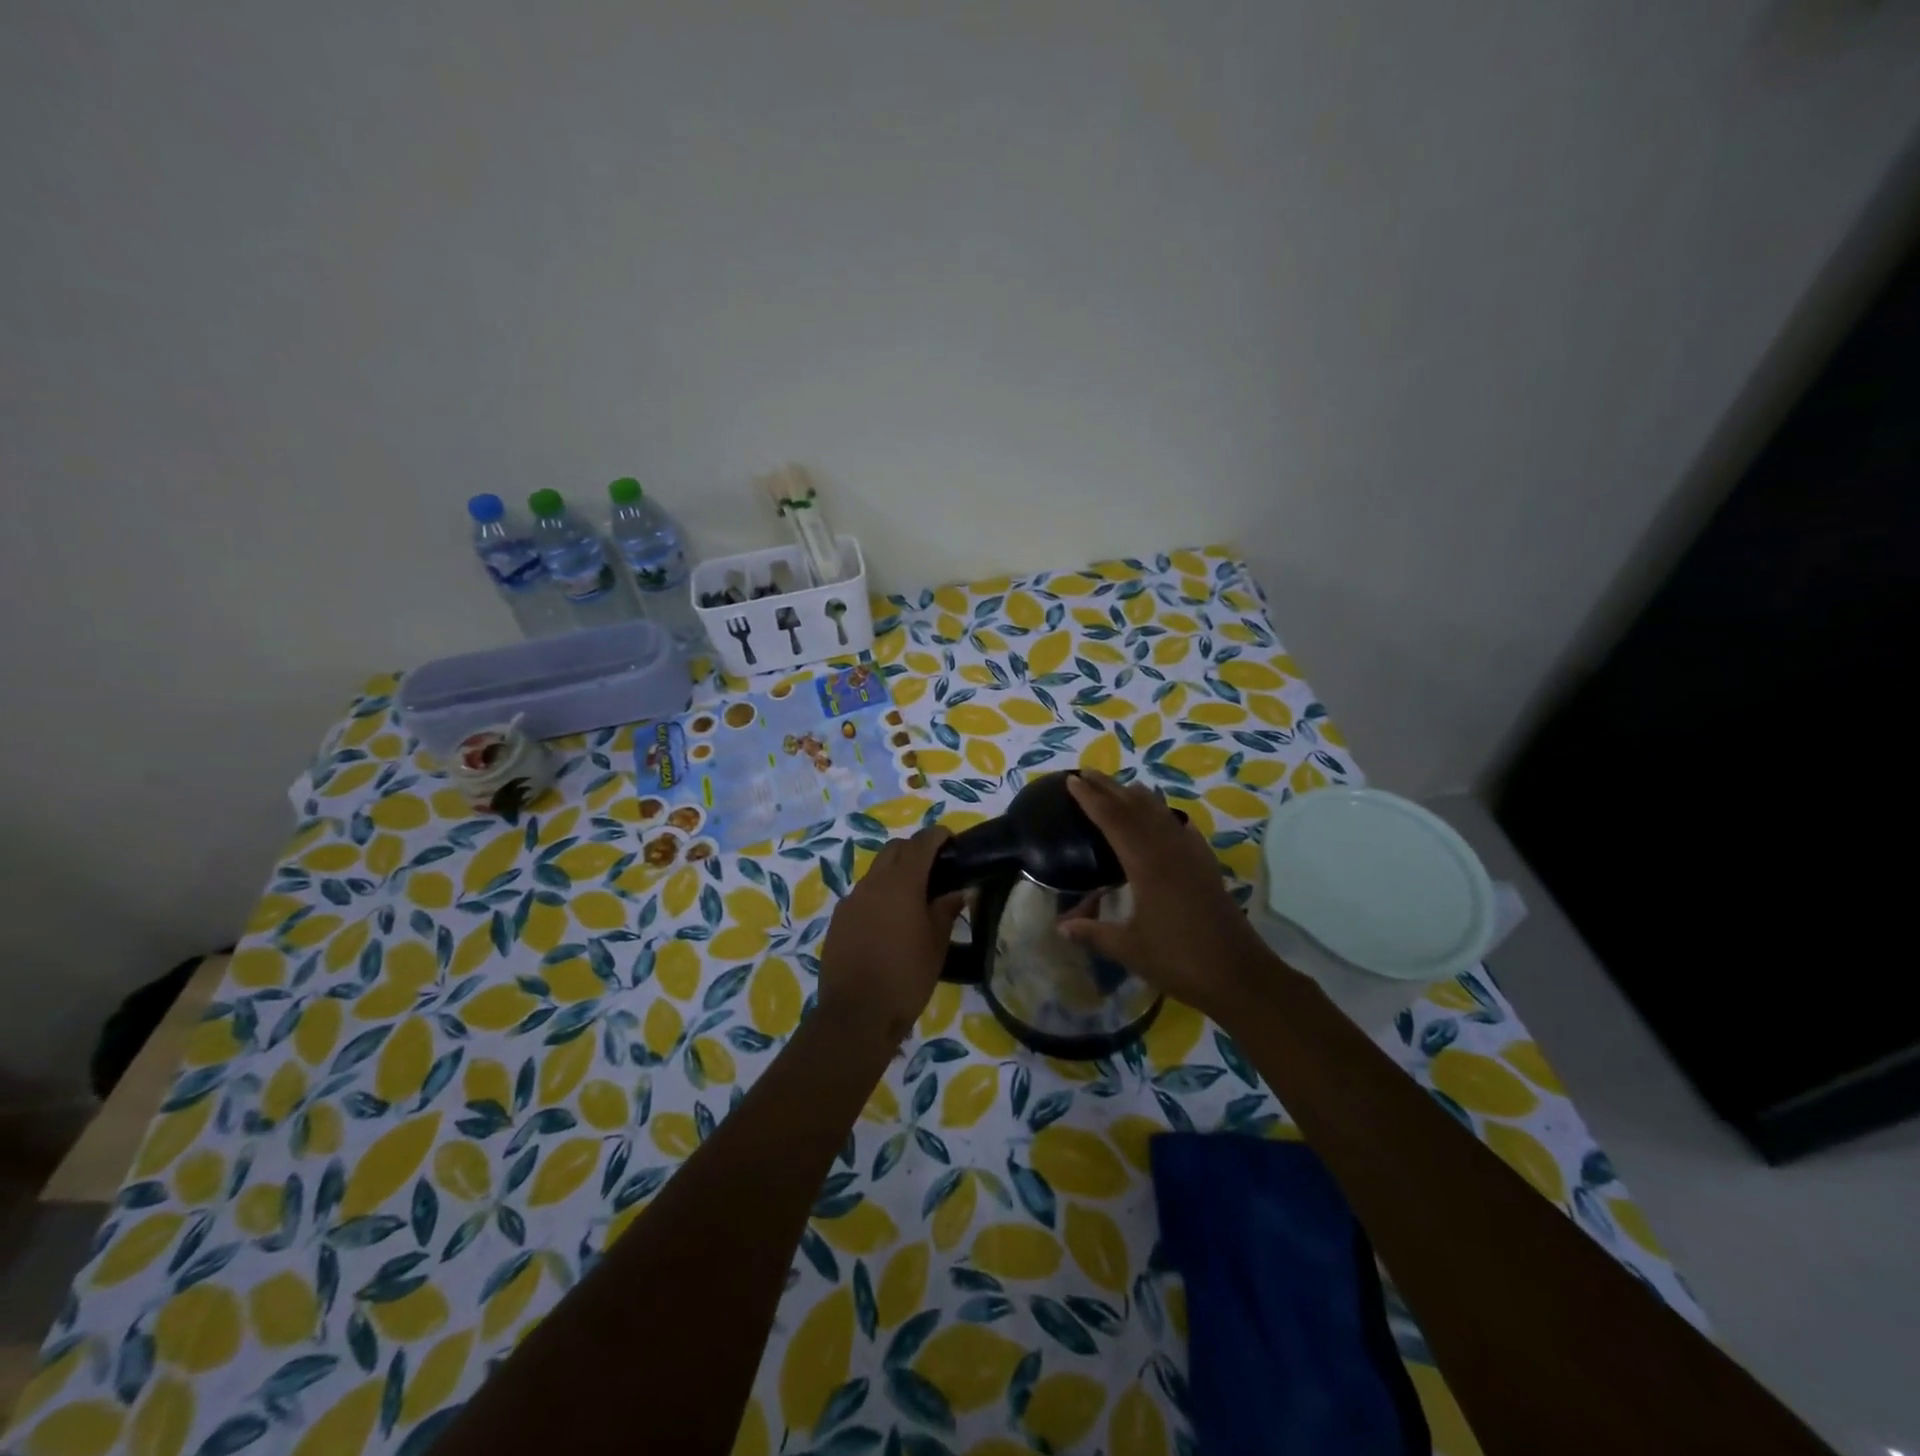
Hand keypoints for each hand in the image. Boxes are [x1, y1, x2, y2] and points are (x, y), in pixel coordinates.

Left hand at [819, 826, 966, 1049]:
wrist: (856, 1014)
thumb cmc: (906, 977)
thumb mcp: (936, 945)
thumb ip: (945, 910)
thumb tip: (957, 891)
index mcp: (901, 884)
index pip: (920, 843)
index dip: (937, 836)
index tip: (950, 840)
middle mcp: (873, 883)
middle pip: (894, 849)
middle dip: (914, 849)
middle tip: (934, 867)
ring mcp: (851, 900)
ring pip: (876, 871)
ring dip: (894, 872)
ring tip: (912, 897)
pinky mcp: (838, 919)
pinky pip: (862, 894)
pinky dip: (878, 895)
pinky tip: (889, 921)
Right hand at [1061, 770, 1275, 1018]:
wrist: (1238, 975)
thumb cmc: (1178, 960)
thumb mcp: (1129, 949)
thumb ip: (1093, 933)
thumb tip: (1061, 927)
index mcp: (1146, 864)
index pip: (1113, 820)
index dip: (1091, 799)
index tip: (1072, 781)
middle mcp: (1169, 850)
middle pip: (1136, 808)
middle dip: (1109, 788)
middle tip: (1086, 773)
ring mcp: (1192, 856)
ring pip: (1161, 813)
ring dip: (1137, 797)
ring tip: (1120, 787)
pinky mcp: (1207, 866)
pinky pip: (1182, 829)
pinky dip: (1166, 816)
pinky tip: (1166, 819)